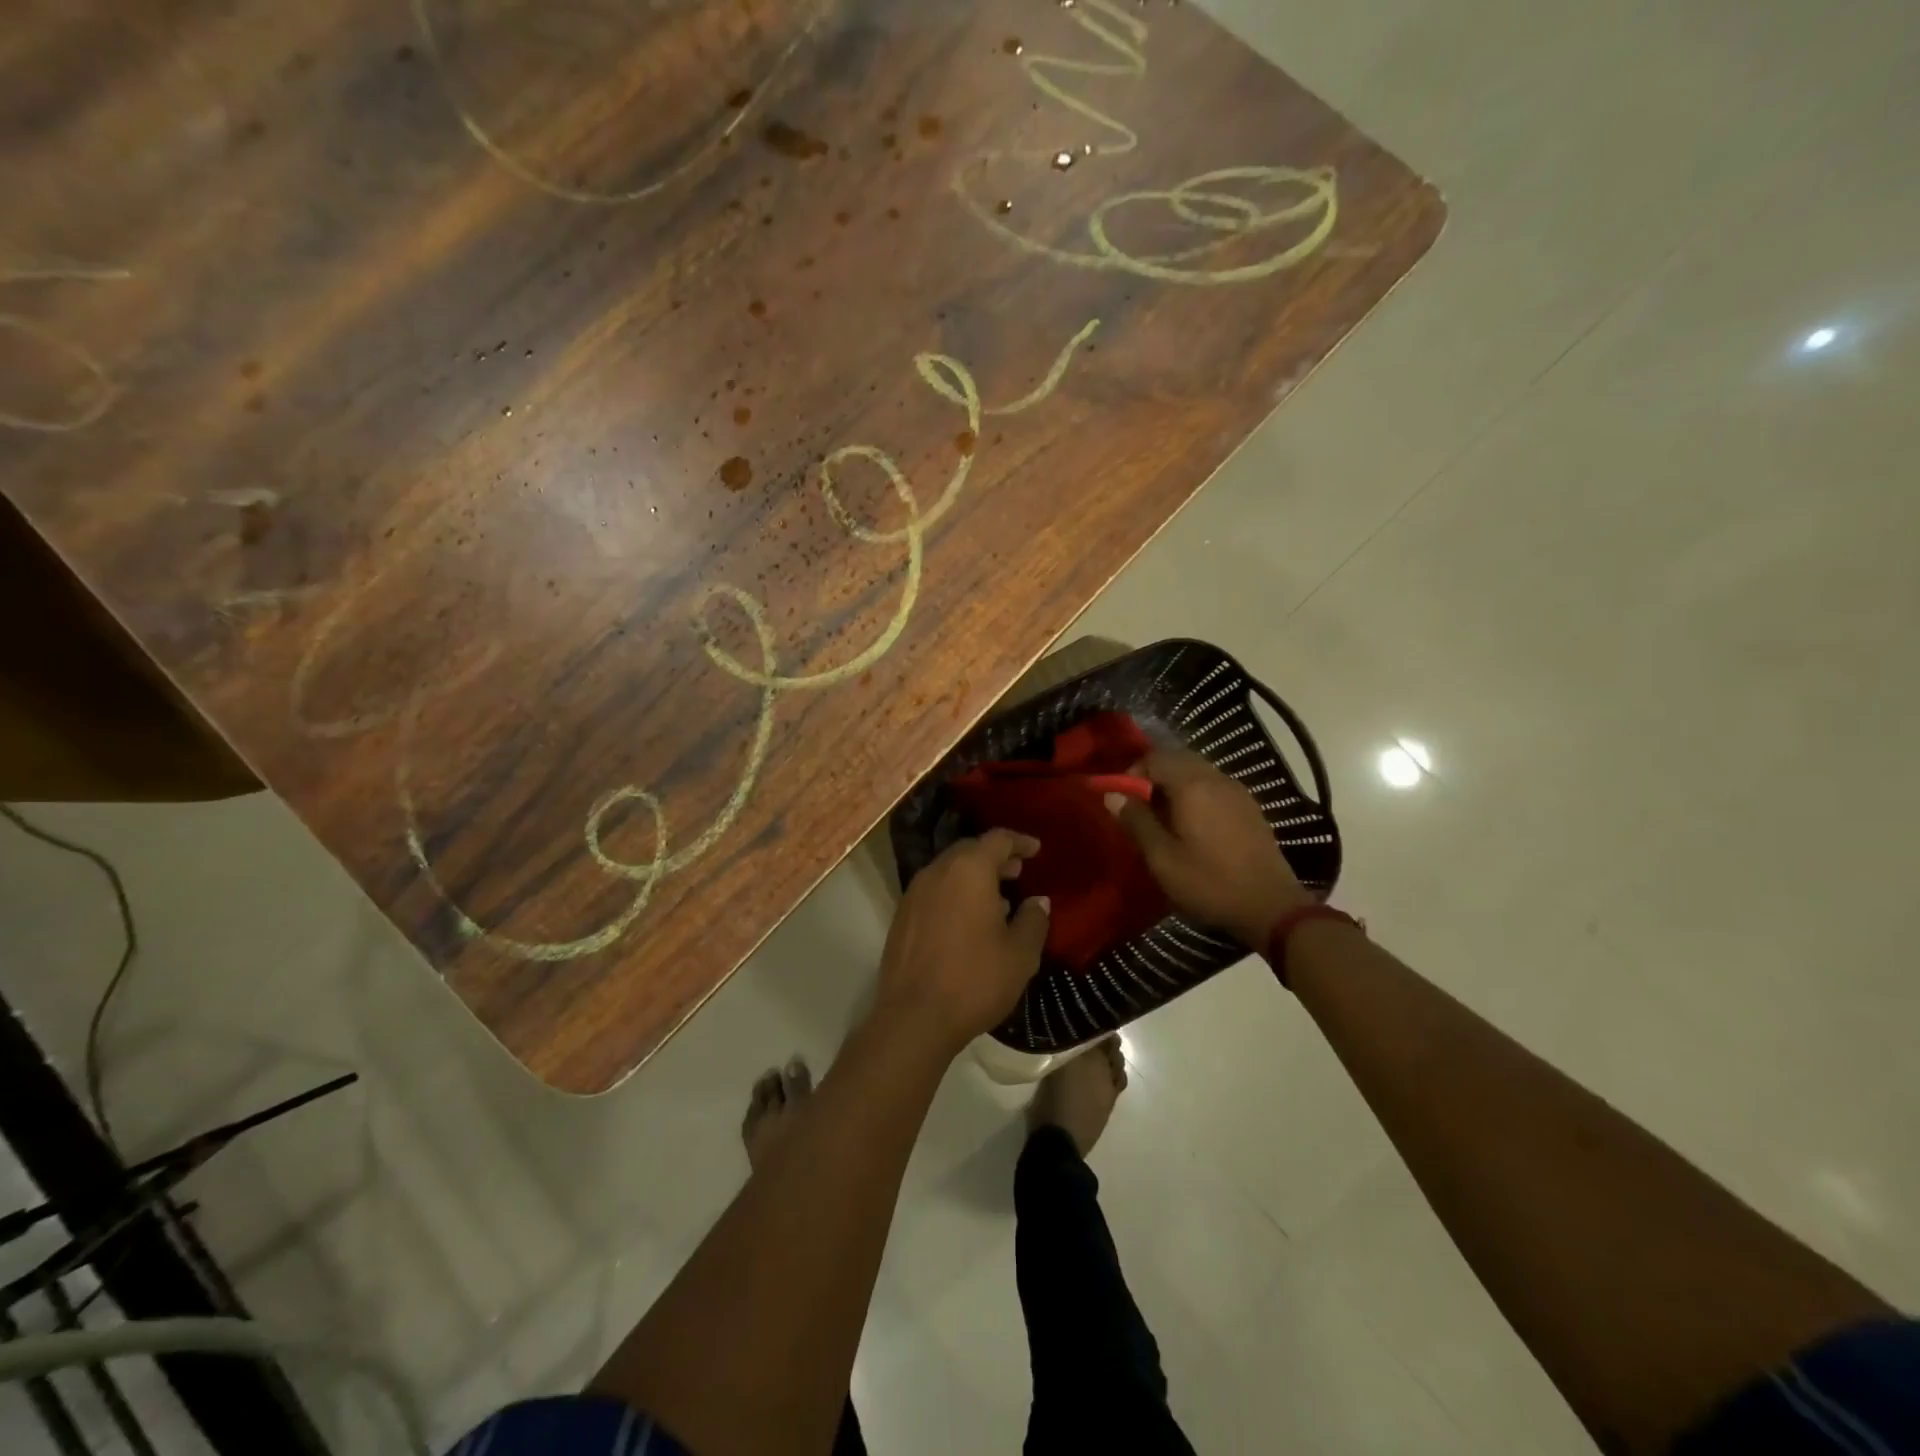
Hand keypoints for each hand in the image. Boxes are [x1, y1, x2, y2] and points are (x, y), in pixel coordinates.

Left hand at [876, 830, 1049, 1054]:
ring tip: (997, 899)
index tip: (1036, 850)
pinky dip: (954, 894)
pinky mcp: (902, 916)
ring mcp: (914, 892)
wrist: (914, 1017)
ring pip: (949, 870)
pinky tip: (968, 921)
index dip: (1020, 841)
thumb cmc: (975, 980)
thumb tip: (1037, 902)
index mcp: (969, 870)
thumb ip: (1033, 920)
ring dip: (974, 876)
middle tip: (1018, 872)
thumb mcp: (1020, 954)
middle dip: (996, 857)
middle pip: (970, 850)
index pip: (998, 839)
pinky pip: (934, 891)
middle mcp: (938, 871)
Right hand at [1107, 748, 1311, 946]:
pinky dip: (1194, 795)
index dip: (1132, 774)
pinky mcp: (1249, 807)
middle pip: (1177, 759)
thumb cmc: (1209, 883)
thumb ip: (1136, 821)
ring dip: (1174, 786)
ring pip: (1196, 772)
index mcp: (1192, 785)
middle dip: (1153, 777)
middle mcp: (1216, 778)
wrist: (1271, 907)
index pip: (1154, 757)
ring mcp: (1237, 791)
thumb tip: (1112, 795)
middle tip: (1140, 810)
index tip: (1123, 802)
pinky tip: (1191, 826)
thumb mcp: (1162, 859)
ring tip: (1163, 820)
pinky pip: (1213, 787)